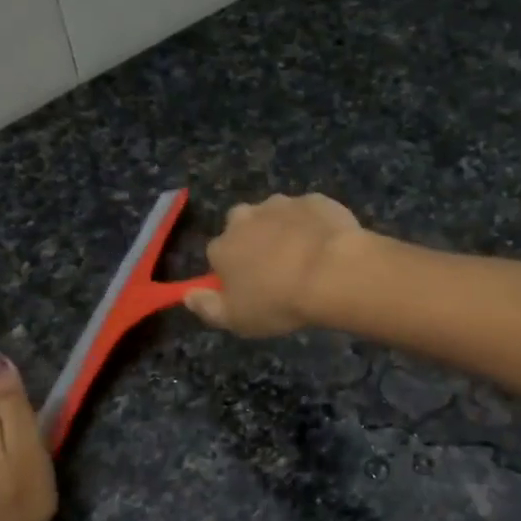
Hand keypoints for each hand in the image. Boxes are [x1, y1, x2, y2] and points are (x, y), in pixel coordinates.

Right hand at [185, 192, 365, 337]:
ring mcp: (281, 204)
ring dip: (284, 231)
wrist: (333, 273)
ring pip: (276, 216)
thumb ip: (207, 308)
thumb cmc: (279, 302)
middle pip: (243, 227)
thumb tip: (187, 296)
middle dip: (255, 242)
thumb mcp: (237, 320)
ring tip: (306, 258)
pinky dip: (314, 225)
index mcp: (222, 246)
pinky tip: (327, 245)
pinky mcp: (315, 200)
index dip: (233, 271)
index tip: (251, 288)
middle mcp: (245, 217)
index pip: (218, 255)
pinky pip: (309, 212)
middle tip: (278, 270)